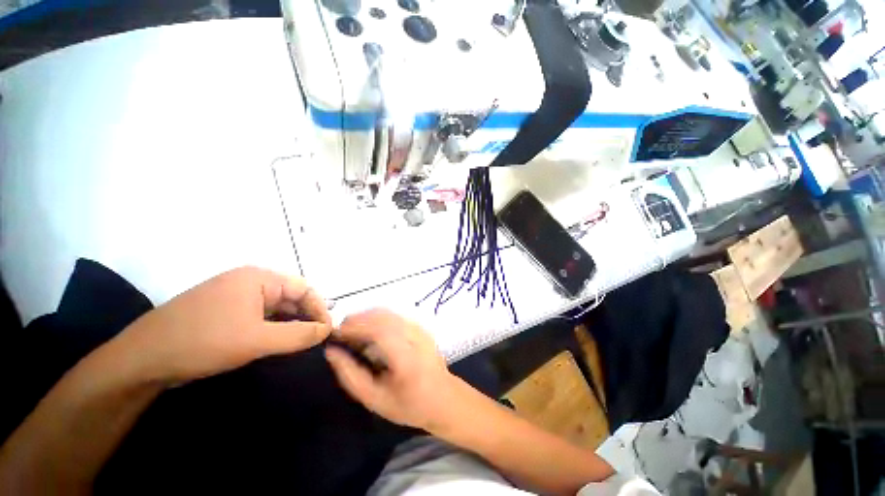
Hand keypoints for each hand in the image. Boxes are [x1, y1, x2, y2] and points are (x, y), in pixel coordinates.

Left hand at [112, 266, 332, 383]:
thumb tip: (327, 330)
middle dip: (306, 316)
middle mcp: (249, 281)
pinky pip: (259, 315)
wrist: (141, 359)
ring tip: (301, 342)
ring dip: (290, 322)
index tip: (328, 331)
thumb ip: (298, 335)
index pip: (304, 288)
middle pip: (290, 296)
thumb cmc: (203, 342)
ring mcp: (234, 295)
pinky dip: (272, 327)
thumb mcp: (256, 340)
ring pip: (275, 307)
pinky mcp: (224, 310)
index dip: (320, 308)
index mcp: (259, 278)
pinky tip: (276, 341)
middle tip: (316, 339)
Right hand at [324, 309, 459, 430]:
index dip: (354, 326)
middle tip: (340, 334)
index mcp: (406, 357)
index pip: (378, 330)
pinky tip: (370, 332)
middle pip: (382, 316)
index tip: (335, 333)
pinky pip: (394, 315)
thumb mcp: (375, 399)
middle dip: (357, 319)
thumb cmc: (408, 405)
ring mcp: (420, 328)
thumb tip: (331, 351)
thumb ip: (351, 375)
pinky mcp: (420, 326)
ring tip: (352, 333)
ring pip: (388, 313)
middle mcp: (414, 336)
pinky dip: (377, 318)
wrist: (444, 397)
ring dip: (366, 317)